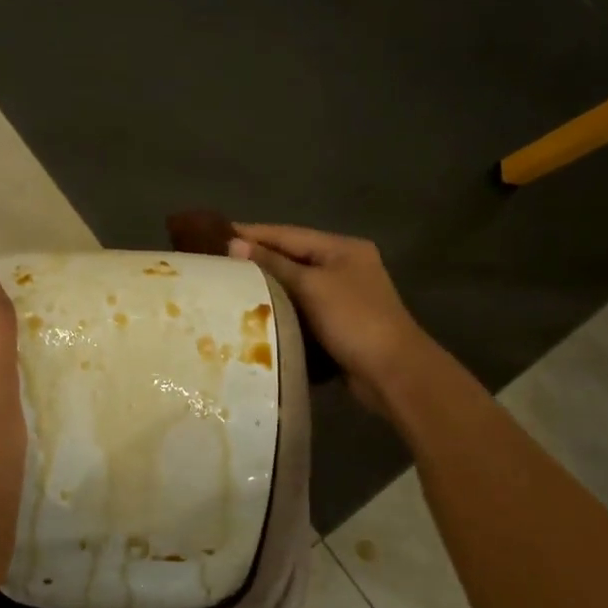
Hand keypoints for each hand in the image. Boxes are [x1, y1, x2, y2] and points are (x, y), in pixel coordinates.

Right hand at [228, 224, 429, 415]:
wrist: (393, 373)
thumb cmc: (353, 320)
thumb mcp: (311, 286)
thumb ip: (273, 264)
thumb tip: (233, 244)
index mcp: (342, 248)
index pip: (287, 234)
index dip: (251, 234)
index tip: (213, 234)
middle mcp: (343, 266)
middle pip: (290, 257)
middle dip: (255, 260)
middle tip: (214, 262)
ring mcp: (341, 296)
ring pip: (294, 285)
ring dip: (264, 286)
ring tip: (225, 287)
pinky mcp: (336, 324)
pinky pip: (300, 309)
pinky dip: (278, 309)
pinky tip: (251, 313)